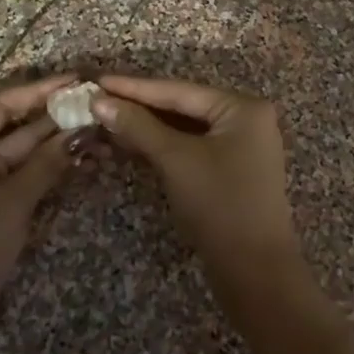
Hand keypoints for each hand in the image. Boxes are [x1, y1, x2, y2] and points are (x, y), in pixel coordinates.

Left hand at [0, 75, 78, 353]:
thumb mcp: (9, 204)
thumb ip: (46, 165)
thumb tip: (83, 131)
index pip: (3, 104)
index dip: (39, 90)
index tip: (77, 81)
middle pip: (20, 126)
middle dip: (58, 117)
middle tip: (99, 105)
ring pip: (31, 153)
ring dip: (63, 142)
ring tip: (103, 132)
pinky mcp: (3, 207)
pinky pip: (33, 177)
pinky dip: (57, 168)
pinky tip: (89, 160)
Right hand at [92, 75, 305, 307]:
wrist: (255, 273)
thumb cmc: (219, 205)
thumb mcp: (176, 160)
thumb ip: (139, 127)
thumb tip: (100, 102)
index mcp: (242, 107)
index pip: (179, 90)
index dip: (135, 87)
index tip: (98, 80)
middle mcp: (246, 118)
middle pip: (183, 105)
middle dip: (140, 105)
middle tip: (98, 98)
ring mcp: (241, 145)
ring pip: (186, 127)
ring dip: (148, 126)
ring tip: (107, 117)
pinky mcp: (231, 169)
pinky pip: (192, 146)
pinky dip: (163, 144)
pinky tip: (132, 141)